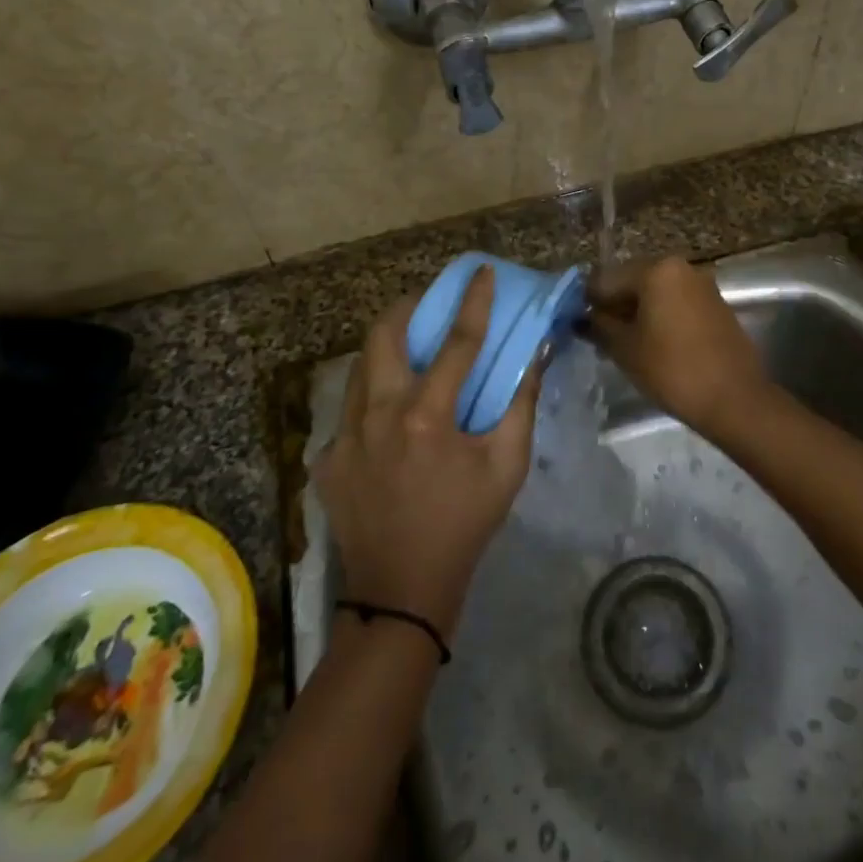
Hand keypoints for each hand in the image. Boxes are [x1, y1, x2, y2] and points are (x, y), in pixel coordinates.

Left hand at [315, 267, 541, 639]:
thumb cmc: (465, 523)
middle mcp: (378, 415)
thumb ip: (520, 403)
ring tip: (409, 348)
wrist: (401, 590)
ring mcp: (344, 437)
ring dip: (386, 347)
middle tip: (426, 302)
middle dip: (405, 307)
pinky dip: (372, 397)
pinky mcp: (327, 459)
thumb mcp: (507, 465)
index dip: (473, 301)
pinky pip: (349, 410)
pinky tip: (390, 415)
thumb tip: (535, 354)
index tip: (480, 271)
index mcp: (427, 416)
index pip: (457, 341)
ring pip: (359, 367)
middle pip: (383, 336)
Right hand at [585, 257, 766, 432]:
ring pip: (657, 294)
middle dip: (615, 307)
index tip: (578, 326)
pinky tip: (653, 345)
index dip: (588, 303)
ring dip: (638, 313)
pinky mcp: (716, 305)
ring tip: (625, 345)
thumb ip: (600, 326)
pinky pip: (677, 304)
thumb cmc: (672, 369)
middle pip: (634, 282)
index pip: (607, 279)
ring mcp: (702, 285)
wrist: (734, 399)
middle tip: (600, 338)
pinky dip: (661, 318)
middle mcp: (681, 268)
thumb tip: (583, 317)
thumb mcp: (625, 349)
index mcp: (656, 270)